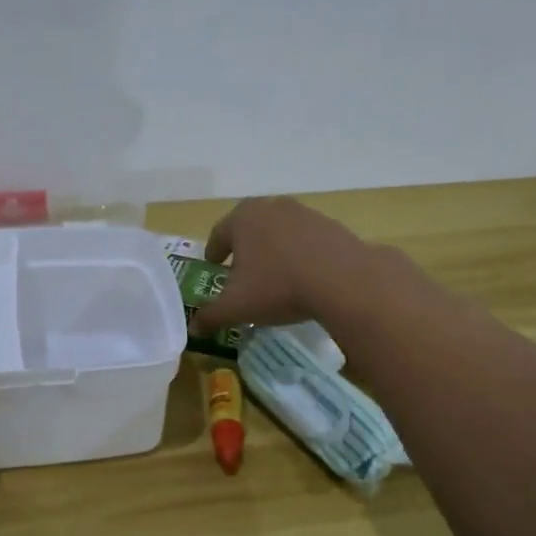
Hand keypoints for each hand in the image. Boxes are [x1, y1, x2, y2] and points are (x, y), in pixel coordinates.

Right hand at [190, 197, 376, 332]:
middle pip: (250, 227)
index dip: (213, 251)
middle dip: (244, 247)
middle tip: (241, 269)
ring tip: (274, 274)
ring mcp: (304, 213)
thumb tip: (193, 327)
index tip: (213, 265)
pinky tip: (304, 275)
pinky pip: (306, 239)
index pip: (219, 233)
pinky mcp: (331, 225)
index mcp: (242, 218)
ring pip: (279, 231)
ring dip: (274, 248)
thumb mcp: (237, 307)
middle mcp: (271, 207)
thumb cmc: (277, 287)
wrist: (343, 280)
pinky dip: (300, 253)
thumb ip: (211, 316)